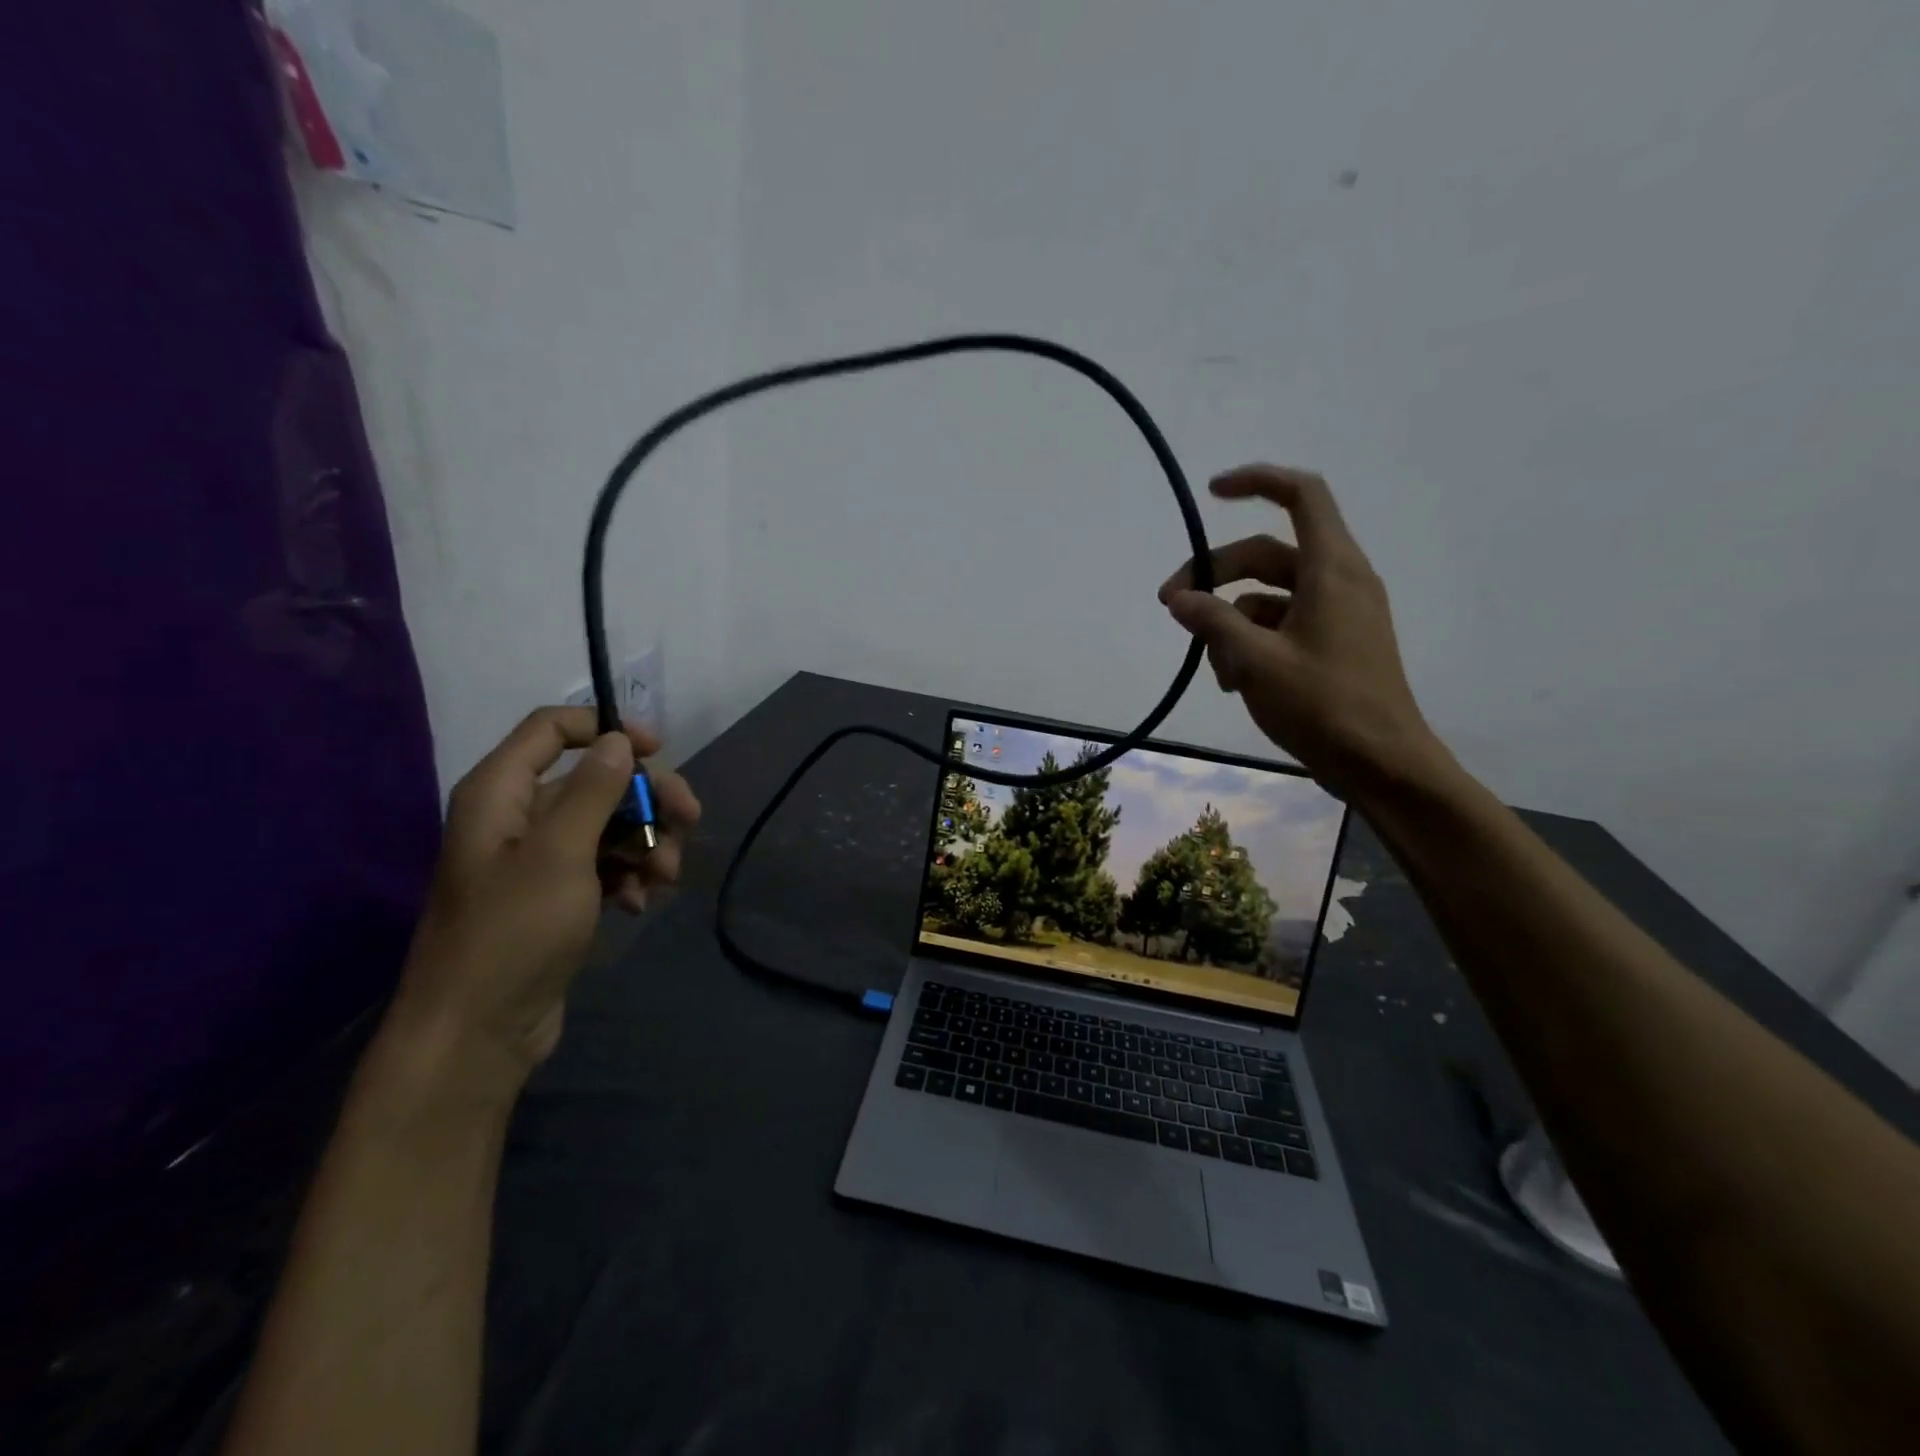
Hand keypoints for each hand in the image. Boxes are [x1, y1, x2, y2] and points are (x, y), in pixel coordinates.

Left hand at [392, 707, 700, 1086]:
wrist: (478, 1032)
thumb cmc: (513, 933)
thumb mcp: (560, 854)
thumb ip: (593, 791)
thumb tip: (619, 740)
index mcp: (501, 793)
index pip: (552, 729)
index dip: (607, 728)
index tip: (659, 750)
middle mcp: (517, 817)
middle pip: (595, 780)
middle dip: (646, 798)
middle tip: (691, 818)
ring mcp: (537, 859)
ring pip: (608, 824)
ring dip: (646, 843)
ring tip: (666, 878)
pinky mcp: (555, 895)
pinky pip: (603, 864)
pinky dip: (629, 876)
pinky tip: (640, 903)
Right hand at [1160, 465, 1445, 796]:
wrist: (1383, 765)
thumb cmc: (1323, 706)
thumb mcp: (1255, 661)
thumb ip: (1212, 622)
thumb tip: (1179, 598)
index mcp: (1332, 569)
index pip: (1301, 495)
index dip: (1256, 482)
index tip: (1210, 493)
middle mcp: (1339, 581)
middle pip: (1267, 554)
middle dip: (1216, 576)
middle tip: (1171, 606)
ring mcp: (1338, 614)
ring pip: (1269, 596)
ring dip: (1230, 622)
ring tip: (1212, 666)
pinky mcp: (1334, 644)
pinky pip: (1282, 625)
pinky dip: (1251, 643)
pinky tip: (1233, 681)